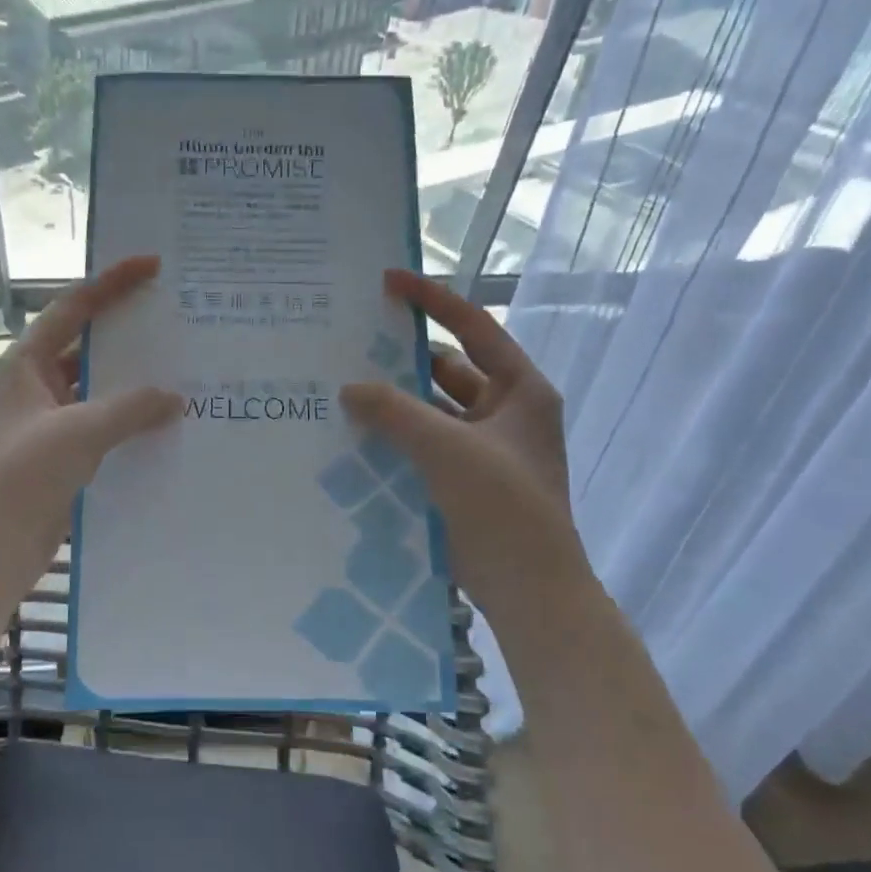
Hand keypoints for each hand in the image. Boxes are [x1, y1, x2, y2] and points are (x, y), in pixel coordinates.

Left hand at [0, 255, 181, 590]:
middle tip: (178, 322)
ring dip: (133, 387)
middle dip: (128, 336)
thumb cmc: (21, 475)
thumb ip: (130, 409)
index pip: (73, 308)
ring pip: (97, 392)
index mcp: (25, 364)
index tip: (152, 265)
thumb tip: (175, 398)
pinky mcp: (59, 459)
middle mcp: (34, 387)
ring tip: (184, 374)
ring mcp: (46, 424)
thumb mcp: (78, 432)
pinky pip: (101, 430)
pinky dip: (129, 426)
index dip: (112, 283)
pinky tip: (166, 428)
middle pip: (87, 348)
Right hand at [340, 269, 586, 607]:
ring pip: (430, 411)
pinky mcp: (462, 480)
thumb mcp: (448, 449)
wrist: (530, 590)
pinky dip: (394, 439)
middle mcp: (504, 412)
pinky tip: (353, 437)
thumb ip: (396, 412)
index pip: (474, 328)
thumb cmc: (504, 506)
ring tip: (341, 390)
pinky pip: (422, 446)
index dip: (432, 300)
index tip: (388, 281)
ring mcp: (483, 449)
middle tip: (350, 344)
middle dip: (402, 359)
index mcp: (520, 390)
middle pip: (447, 369)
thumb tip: (350, 388)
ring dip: (393, 404)